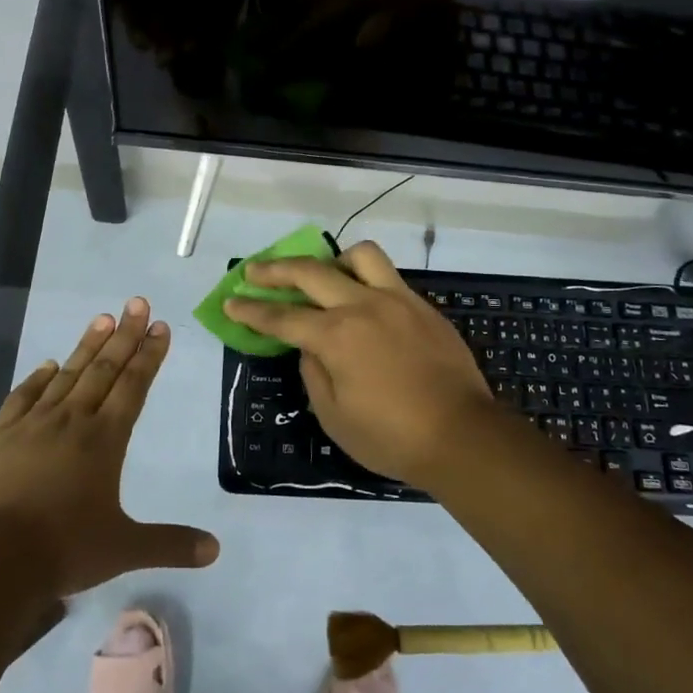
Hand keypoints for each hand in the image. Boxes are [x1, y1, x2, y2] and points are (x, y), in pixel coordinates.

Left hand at [0, 297, 219, 596]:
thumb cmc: (64, 550)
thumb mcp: (124, 549)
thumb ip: (171, 544)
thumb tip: (216, 550)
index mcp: (105, 440)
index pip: (133, 386)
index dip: (148, 355)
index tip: (159, 326)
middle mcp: (72, 421)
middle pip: (104, 369)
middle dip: (124, 334)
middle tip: (136, 302)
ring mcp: (33, 424)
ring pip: (67, 375)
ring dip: (87, 346)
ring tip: (102, 318)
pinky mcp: (0, 435)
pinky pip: (23, 396)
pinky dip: (38, 378)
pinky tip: (47, 365)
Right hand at [222, 241, 499, 489]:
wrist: (463, 436)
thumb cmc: (392, 437)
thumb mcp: (334, 416)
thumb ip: (313, 372)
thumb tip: (308, 345)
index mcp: (335, 337)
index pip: (281, 317)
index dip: (251, 311)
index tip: (230, 302)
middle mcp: (362, 306)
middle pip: (310, 272)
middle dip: (274, 270)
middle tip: (253, 271)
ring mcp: (396, 300)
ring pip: (358, 256)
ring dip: (331, 261)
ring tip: (322, 276)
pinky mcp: (422, 306)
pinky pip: (387, 275)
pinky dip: (365, 277)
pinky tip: (361, 299)